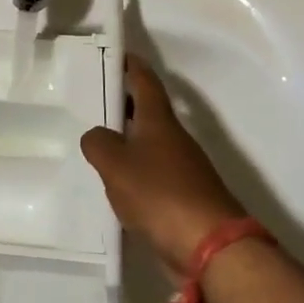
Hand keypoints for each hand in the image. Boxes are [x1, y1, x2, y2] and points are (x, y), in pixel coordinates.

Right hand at [81, 57, 245, 277]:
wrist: (209, 247)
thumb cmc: (159, 194)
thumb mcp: (115, 164)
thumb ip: (98, 144)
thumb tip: (96, 137)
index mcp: (159, 122)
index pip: (145, 82)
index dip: (131, 66)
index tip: (116, 56)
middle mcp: (174, 140)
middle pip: (147, 113)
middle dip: (123, 105)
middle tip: (94, 102)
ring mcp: (183, 170)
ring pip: (149, 145)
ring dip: (127, 141)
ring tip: (98, 147)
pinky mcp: (184, 199)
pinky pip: (154, 175)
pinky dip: (135, 173)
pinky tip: (117, 187)